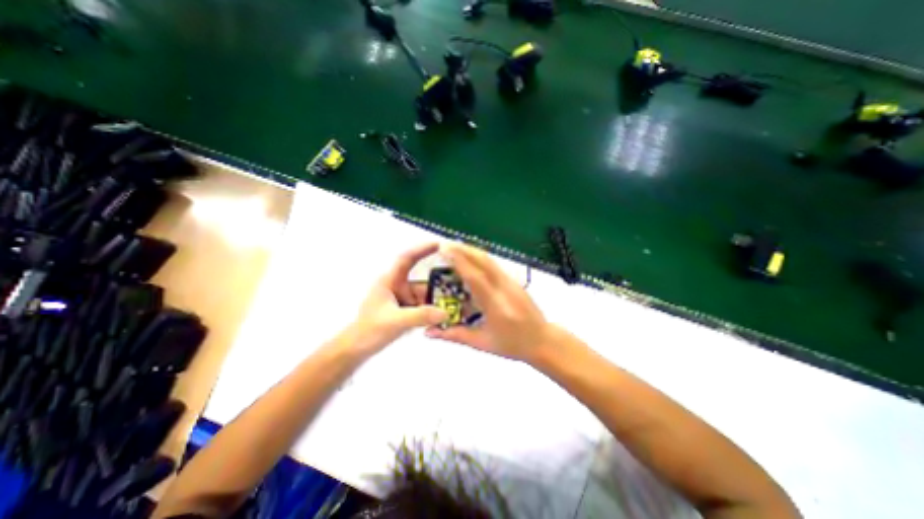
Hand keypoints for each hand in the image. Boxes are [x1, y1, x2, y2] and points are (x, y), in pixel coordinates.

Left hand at [350, 246, 447, 350]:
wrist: (356, 349)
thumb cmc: (370, 330)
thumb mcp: (395, 321)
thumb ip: (421, 316)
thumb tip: (446, 313)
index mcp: (390, 281)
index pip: (406, 258)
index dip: (422, 249)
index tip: (439, 244)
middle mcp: (397, 286)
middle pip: (421, 279)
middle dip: (438, 281)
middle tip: (458, 281)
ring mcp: (401, 298)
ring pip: (423, 294)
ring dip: (437, 298)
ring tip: (457, 301)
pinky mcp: (404, 310)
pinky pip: (422, 305)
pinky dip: (432, 308)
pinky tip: (446, 313)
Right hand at [424, 241, 554, 360]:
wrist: (543, 340)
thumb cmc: (512, 345)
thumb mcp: (482, 343)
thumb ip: (455, 335)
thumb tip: (429, 331)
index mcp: (496, 305)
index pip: (475, 278)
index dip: (459, 261)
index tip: (445, 251)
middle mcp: (504, 288)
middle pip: (484, 261)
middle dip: (464, 250)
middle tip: (446, 245)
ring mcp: (512, 282)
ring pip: (490, 260)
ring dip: (472, 251)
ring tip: (455, 248)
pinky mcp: (514, 281)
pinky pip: (494, 265)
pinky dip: (480, 258)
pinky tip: (470, 260)